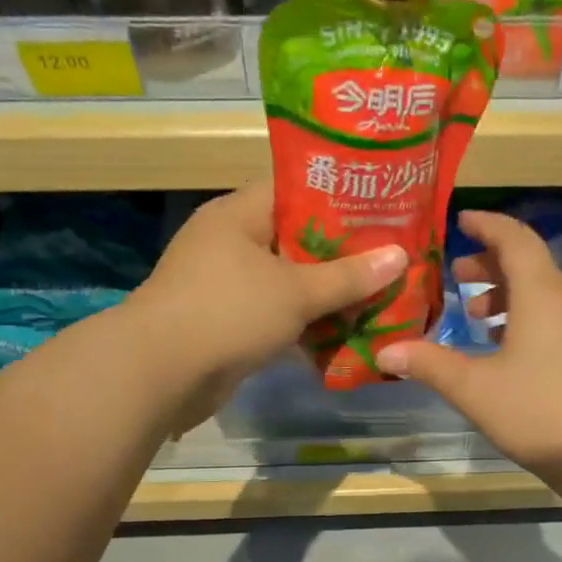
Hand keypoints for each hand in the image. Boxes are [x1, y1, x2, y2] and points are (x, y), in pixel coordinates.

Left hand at [127, 180, 407, 421]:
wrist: (161, 373)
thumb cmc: (229, 312)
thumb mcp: (296, 291)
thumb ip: (349, 276)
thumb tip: (400, 257)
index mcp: (239, 214)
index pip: (295, 188)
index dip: (339, 195)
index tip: (381, 206)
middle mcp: (229, 242)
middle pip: (295, 238)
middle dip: (341, 252)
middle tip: (389, 256)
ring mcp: (224, 284)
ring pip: (286, 280)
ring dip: (325, 292)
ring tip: (375, 295)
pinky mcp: (225, 322)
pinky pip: (274, 313)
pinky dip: (303, 322)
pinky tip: (341, 332)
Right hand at [377, 210, 561, 480]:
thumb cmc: (539, 412)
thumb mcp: (474, 389)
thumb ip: (429, 364)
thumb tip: (386, 351)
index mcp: (542, 294)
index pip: (515, 239)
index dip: (487, 225)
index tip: (461, 221)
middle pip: (529, 265)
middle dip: (491, 264)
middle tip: (457, 275)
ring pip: (543, 294)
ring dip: (508, 296)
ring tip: (475, 317)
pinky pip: (556, 319)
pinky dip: (526, 319)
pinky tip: (505, 351)